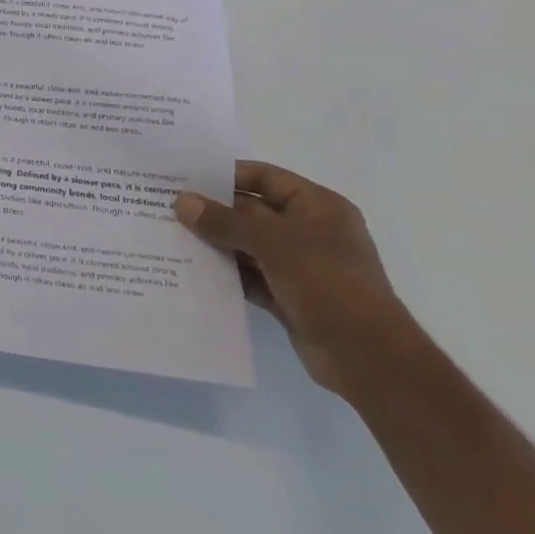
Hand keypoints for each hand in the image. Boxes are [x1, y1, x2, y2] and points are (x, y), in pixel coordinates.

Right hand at [174, 162, 414, 395]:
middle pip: (251, 211)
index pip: (264, 178)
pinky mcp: (287, 296)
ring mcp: (298, 266)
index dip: (226, 175)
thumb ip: (225, 221)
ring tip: (169, 234)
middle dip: (212, 211)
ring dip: (214, 242)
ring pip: (246, 245)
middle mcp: (308, 231)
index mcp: (317, 207)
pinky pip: (248, 276)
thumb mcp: (274, 244)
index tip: (184, 177)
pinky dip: (224, 272)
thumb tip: (181, 201)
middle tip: (166, 206)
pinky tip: (190, 269)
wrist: (368, 358)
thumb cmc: (328, 284)